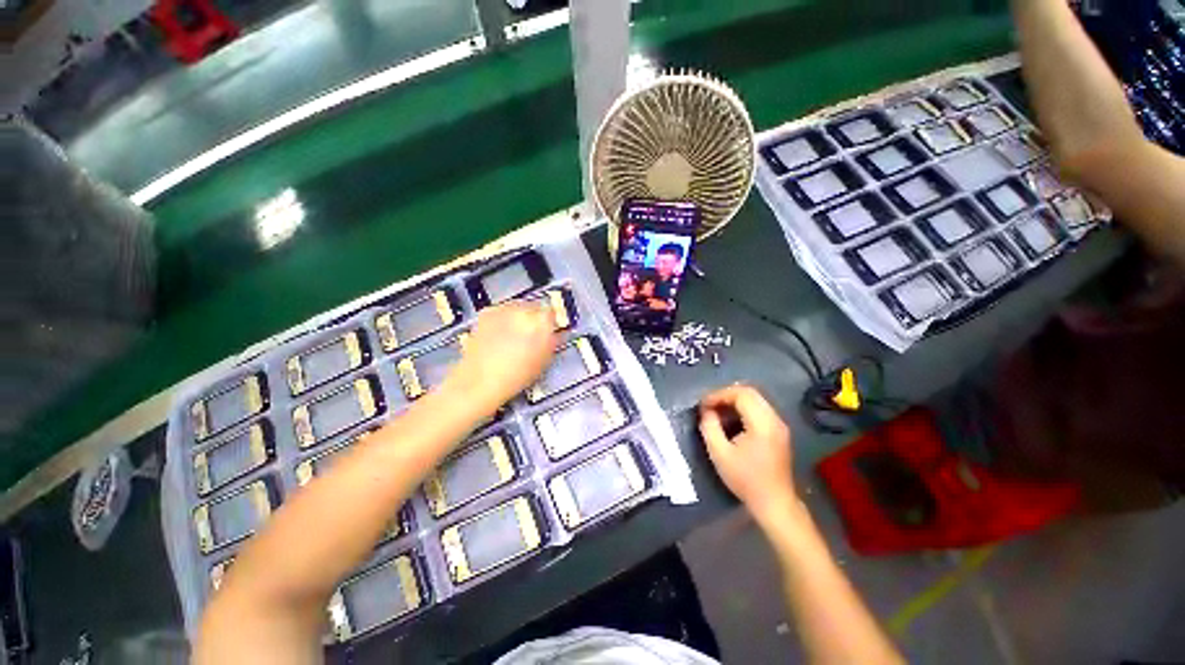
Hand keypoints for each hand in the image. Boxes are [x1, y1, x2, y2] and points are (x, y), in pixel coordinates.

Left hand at [444, 302, 558, 407]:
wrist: (481, 380)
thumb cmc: (513, 376)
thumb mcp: (543, 361)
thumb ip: (552, 341)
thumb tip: (555, 334)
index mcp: (541, 321)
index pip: (553, 312)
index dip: (553, 322)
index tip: (551, 328)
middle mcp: (522, 310)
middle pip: (535, 306)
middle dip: (535, 318)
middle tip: (534, 334)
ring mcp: (502, 309)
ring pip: (518, 307)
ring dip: (519, 317)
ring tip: (516, 336)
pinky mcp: (486, 313)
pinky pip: (501, 311)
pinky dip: (503, 319)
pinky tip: (502, 335)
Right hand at [699, 385, 796, 526]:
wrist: (774, 503)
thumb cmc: (745, 480)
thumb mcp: (719, 454)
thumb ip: (709, 427)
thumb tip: (706, 411)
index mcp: (762, 424)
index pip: (741, 394)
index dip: (719, 394)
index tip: (703, 404)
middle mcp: (774, 419)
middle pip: (750, 392)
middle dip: (726, 395)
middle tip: (709, 405)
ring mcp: (779, 425)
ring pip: (755, 399)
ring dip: (734, 401)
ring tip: (717, 411)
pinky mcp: (778, 431)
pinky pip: (759, 409)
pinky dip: (743, 408)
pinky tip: (731, 420)